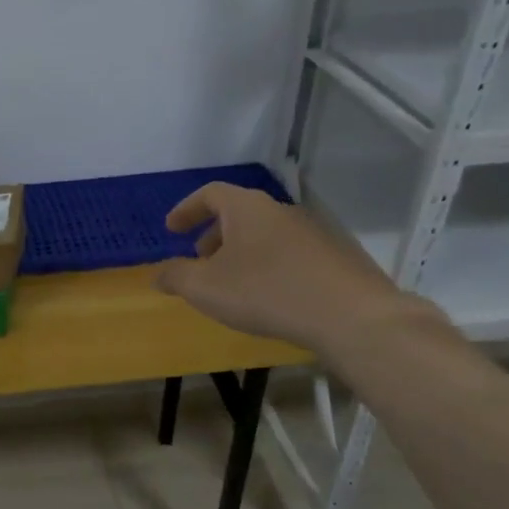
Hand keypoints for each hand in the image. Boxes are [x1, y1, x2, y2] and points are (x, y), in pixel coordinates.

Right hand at [155, 183, 424, 355]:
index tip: (171, 229)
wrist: (349, 315)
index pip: (210, 194)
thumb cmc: (266, 293)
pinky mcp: (334, 255)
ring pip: (264, 233)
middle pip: (239, 213)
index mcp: (247, 208)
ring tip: (231, 281)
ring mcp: (312, 231)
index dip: (186, 209)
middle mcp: (280, 210)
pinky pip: (288, 252)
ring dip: (240, 251)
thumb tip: (158, 274)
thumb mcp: (205, 289)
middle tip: (198, 258)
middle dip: (213, 233)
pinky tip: (268, 295)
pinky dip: (268, 264)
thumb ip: (176, 278)